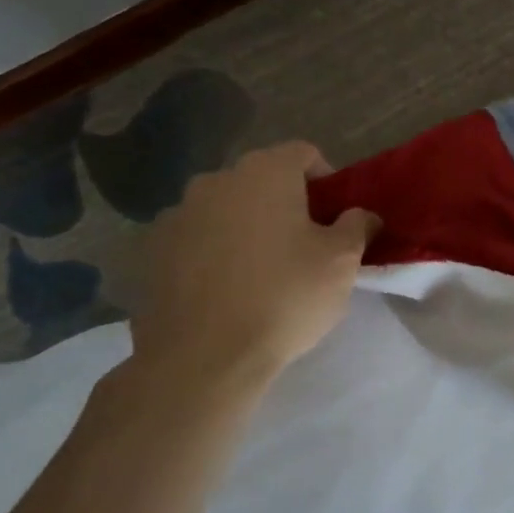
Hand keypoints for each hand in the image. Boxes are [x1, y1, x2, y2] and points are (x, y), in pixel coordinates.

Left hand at [127, 142, 377, 398]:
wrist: (202, 358)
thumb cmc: (285, 296)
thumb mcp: (342, 261)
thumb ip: (357, 226)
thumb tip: (361, 215)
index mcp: (265, 172)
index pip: (304, 154)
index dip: (327, 181)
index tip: (336, 219)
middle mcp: (216, 181)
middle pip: (263, 180)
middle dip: (286, 204)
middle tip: (306, 246)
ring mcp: (177, 215)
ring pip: (228, 210)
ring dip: (248, 227)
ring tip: (263, 272)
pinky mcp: (152, 252)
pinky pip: (197, 239)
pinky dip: (215, 253)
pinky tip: (227, 291)